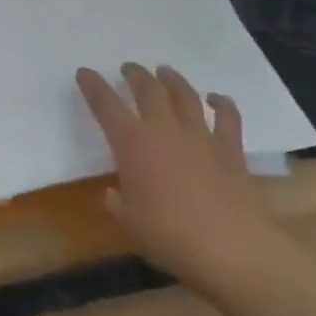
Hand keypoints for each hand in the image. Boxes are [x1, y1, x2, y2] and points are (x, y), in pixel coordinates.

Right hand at [76, 62, 287, 286]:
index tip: (84, 72)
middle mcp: (165, 130)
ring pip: (185, 95)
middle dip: (135, 75)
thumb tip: (115, 193)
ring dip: (172, 80)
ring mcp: (201, 136)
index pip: (106, 105)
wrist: (230, 248)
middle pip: (148, 90)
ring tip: (164, 71)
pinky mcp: (231, 149)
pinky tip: (216, 98)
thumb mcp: (129, 221)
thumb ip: (118, 202)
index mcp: (132, 143)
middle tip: (128, 68)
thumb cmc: (168, 235)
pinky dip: (222, 103)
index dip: (93, 86)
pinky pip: (227, 117)